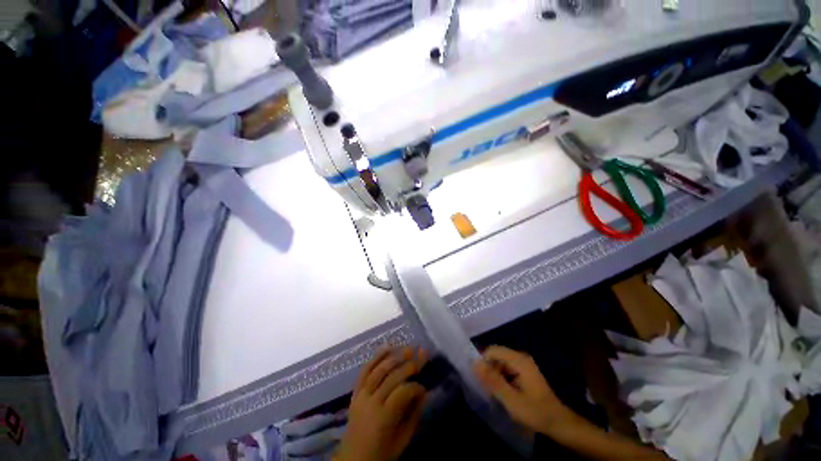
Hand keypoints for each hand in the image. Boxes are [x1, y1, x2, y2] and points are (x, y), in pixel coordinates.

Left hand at [334, 347, 428, 460]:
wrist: (353, 459)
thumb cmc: (381, 453)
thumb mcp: (402, 440)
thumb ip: (414, 415)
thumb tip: (424, 392)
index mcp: (383, 417)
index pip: (402, 392)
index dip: (415, 387)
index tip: (424, 388)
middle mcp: (371, 401)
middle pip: (391, 377)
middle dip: (408, 365)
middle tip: (421, 355)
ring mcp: (361, 394)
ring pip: (379, 370)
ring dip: (394, 357)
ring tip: (408, 348)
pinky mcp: (355, 391)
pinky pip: (365, 370)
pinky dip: (376, 357)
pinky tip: (387, 347)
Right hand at [473, 346, 574, 435]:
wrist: (559, 423)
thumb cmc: (535, 412)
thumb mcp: (511, 399)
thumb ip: (492, 381)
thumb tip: (475, 364)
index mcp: (519, 360)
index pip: (493, 350)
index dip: (483, 362)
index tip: (481, 380)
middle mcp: (521, 357)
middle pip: (497, 355)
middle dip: (489, 370)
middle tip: (488, 389)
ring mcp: (524, 364)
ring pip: (501, 362)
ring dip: (495, 375)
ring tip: (495, 393)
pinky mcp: (525, 371)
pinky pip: (507, 368)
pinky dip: (502, 378)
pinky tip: (504, 393)